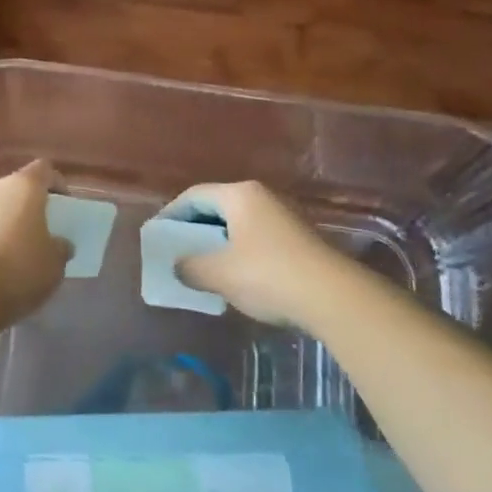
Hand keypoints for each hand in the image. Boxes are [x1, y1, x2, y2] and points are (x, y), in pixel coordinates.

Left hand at [0, 162, 69, 325]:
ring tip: (12, 254)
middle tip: (38, 232)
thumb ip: (60, 248)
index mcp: (23, 186)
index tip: (63, 207)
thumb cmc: (18, 270)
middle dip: (27, 207)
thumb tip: (58, 244)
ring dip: (3, 223)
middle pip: (15, 189)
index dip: (56, 184)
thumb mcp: (54, 265)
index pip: (44, 170)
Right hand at [169, 181, 359, 328]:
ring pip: (238, 224)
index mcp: (240, 195)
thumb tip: (179, 266)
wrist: (334, 297)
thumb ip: (191, 267)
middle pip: (217, 207)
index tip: (158, 235)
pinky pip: (256, 238)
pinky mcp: (298, 239)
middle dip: (195, 229)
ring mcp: (283, 217)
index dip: (171, 214)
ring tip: (202, 266)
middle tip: (177, 250)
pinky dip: (239, 252)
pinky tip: (235, 277)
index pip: (194, 196)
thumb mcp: (219, 273)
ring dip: (217, 242)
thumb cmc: (268, 275)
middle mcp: (262, 197)